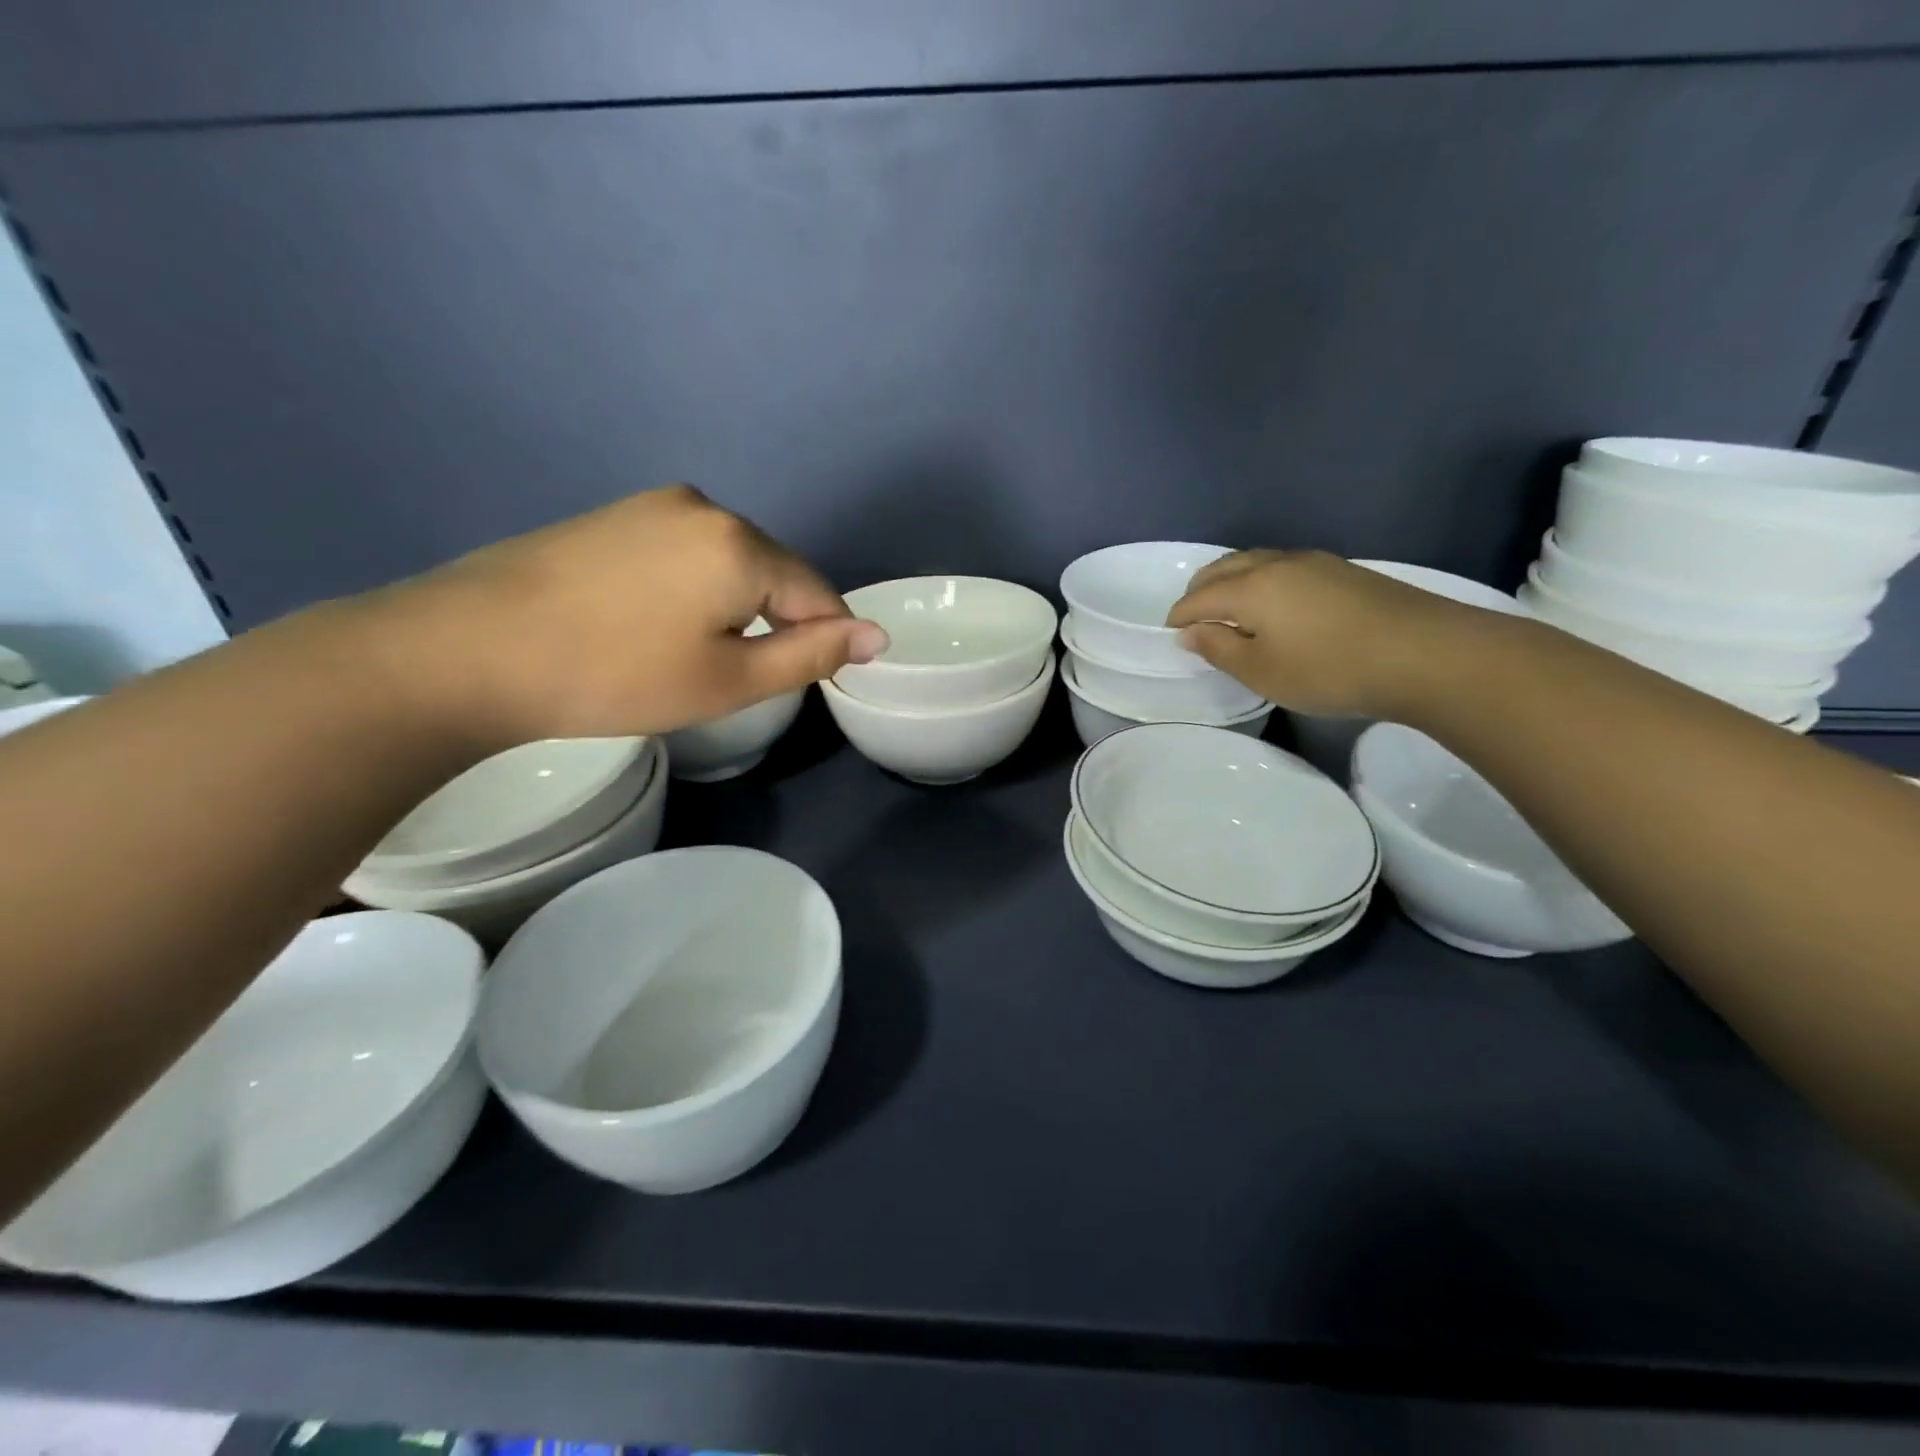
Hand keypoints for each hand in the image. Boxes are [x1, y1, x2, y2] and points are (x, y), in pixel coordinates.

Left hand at [350, 485, 887, 745]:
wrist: (470, 650)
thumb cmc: (616, 675)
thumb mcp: (730, 680)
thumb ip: (812, 655)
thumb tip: (878, 635)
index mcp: (742, 544)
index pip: (818, 593)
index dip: (824, 640)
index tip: (805, 681)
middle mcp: (706, 507)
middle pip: (774, 572)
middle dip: (776, 621)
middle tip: (736, 678)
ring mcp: (654, 505)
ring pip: (730, 562)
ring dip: (735, 606)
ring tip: (693, 655)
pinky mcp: (616, 516)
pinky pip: (686, 553)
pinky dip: (694, 590)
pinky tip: (656, 624)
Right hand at [1166, 549, 1500, 717]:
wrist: (1426, 653)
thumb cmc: (1330, 669)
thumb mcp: (1262, 671)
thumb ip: (1220, 650)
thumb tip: (1191, 633)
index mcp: (1250, 587)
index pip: (1199, 597)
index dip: (1179, 616)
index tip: (1170, 634)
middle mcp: (1277, 564)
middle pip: (1225, 567)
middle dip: (1201, 590)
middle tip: (1193, 617)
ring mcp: (1314, 563)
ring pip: (1257, 561)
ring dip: (1233, 580)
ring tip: (1230, 609)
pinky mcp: (1343, 571)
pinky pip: (1284, 567)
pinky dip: (1262, 581)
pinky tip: (1275, 605)